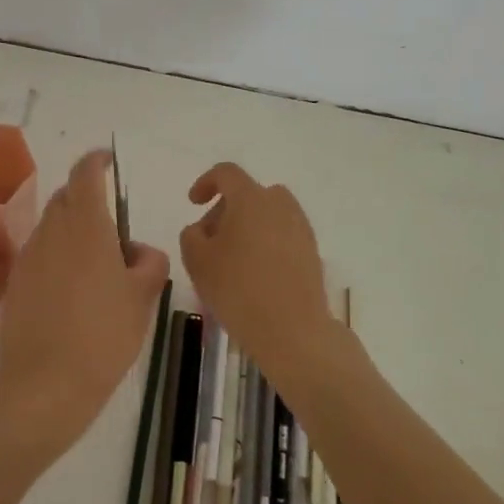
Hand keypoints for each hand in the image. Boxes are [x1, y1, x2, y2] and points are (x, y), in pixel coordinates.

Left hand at [0, 149, 170, 460]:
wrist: (45, 384)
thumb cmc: (104, 335)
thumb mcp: (143, 298)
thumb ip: (149, 263)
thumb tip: (138, 252)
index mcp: (86, 227)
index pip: (85, 175)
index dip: (96, 161)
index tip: (107, 161)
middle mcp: (52, 233)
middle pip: (66, 198)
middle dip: (87, 199)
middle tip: (113, 230)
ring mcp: (29, 258)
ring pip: (52, 227)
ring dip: (73, 230)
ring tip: (97, 266)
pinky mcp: (16, 284)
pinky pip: (40, 255)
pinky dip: (58, 256)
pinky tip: (73, 291)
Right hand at [181, 163, 335, 377]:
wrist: (292, 329)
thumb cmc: (238, 289)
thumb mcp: (197, 261)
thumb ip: (192, 235)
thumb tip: (203, 229)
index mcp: (251, 198)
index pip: (227, 173)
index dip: (206, 182)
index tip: (193, 202)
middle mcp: (280, 205)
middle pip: (248, 194)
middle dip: (225, 210)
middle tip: (208, 241)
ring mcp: (300, 228)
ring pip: (267, 215)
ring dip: (247, 227)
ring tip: (231, 260)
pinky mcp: (312, 251)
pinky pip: (282, 235)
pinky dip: (265, 244)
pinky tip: (254, 275)